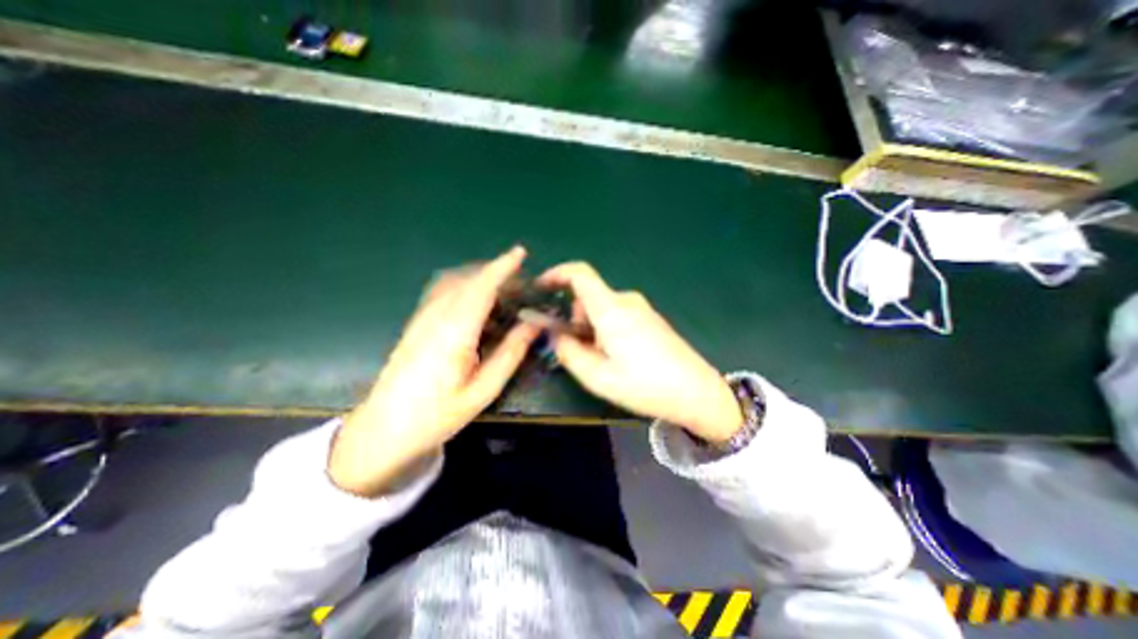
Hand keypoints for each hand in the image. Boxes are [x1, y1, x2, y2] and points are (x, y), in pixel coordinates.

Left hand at [329, 247, 542, 496]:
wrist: (384, 429)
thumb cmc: (438, 415)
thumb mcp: (483, 390)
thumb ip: (510, 353)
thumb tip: (534, 324)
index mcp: (454, 332)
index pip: (481, 287)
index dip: (502, 267)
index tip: (520, 253)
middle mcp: (436, 316)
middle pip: (468, 279)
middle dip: (495, 271)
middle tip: (521, 282)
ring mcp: (422, 317)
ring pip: (454, 282)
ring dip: (480, 277)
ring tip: (503, 288)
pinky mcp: (417, 323)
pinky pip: (443, 292)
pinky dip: (465, 285)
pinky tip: (477, 302)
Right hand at [540, 258, 741, 444]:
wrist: (697, 392)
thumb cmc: (645, 386)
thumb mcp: (597, 377)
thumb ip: (568, 352)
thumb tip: (555, 334)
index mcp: (611, 309)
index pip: (579, 273)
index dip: (556, 273)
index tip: (539, 288)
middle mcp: (626, 300)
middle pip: (588, 296)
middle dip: (573, 318)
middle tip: (573, 350)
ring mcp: (641, 308)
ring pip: (601, 308)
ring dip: (589, 327)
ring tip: (598, 360)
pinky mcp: (650, 318)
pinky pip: (617, 314)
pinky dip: (605, 329)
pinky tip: (615, 357)